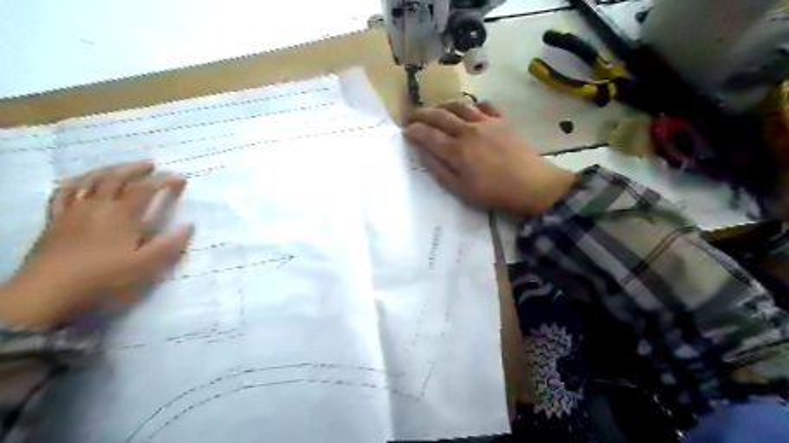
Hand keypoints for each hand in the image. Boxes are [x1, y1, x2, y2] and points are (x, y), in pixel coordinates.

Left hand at [0, 162, 193, 328]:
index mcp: (122, 216)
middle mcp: (97, 206)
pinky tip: (80, 182)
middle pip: (116, 178)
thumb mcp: (145, 266)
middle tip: (151, 166)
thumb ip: (170, 245)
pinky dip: (74, 182)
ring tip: (120, 168)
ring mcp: (73, 211)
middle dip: (135, 169)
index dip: (164, 181)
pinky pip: (63, 193)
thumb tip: (190, 226)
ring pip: (90, 181)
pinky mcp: (55, 220)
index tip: (180, 179)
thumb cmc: (103, 279)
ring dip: (108, 170)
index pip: (146, 189)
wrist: (47, 293)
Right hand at [407, 100, 573, 217]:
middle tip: (412, 116)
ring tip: (436, 110)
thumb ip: (440, 170)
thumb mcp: (461, 189)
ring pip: (460, 106)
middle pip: (440, 115)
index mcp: (456, 149)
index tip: (405, 131)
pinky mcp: (502, 121)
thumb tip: (423, 153)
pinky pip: (485, 106)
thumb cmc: (493, 192)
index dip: (414, 131)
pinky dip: (473, 105)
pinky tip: (470, 110)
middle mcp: (468, 130)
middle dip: (422, 114)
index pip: (428, 135)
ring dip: (443, 106)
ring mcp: (487, 122)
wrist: (531, 184)